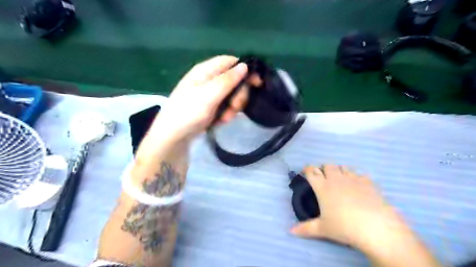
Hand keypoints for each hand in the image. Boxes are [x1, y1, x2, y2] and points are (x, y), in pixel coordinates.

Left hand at [150, 54, 249, 140]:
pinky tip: (220, 121)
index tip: (256, 83)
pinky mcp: (211, 106)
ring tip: (224, 118)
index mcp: (206, 70)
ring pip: (232, 95)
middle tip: (234, 107)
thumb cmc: (188, 113)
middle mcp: (209, 79)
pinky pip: (226, 105)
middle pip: (234, 80)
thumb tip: (245, 65)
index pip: (231, 62)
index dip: (245, 70)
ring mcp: (210, 94)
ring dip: (233, 107)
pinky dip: (226, 113)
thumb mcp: (208, 95)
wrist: (173, 137)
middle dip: (238, 95)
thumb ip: (227, 80)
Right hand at [292, 165, 406, 250]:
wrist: (375, 228)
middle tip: (324, 178)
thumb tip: (291, 231)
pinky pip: (360, 174)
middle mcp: (336, 179)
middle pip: (328, 165)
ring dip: (340, 170)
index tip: (306, 171)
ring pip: (343, 167)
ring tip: (341, 180)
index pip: (312, 172)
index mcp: (323, 187)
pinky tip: (359, 186)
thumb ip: (306, 228)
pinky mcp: (368, 182)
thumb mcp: (323, 229)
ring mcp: (353, 179)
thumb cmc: (344, 227)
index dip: (307, 169)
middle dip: (324, 169)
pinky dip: (357, 177)